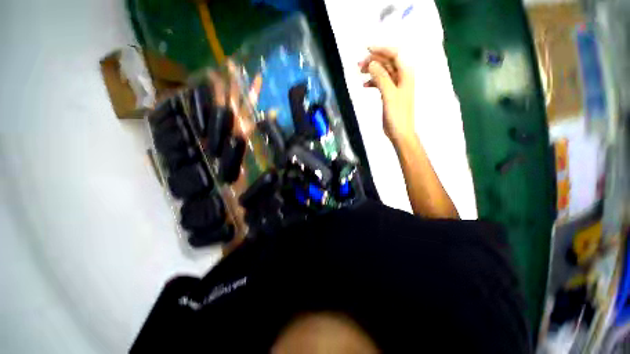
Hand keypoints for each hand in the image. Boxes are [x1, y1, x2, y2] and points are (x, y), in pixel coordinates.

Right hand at [359, 47, 414, 144]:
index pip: (394, 54)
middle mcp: (402, 77)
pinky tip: (365, 85)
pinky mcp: (390, 94)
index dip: (381, 49)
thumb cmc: (397, 115)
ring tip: (359, 73)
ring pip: (383, 72)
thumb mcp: (389, 95)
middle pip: (387, 63)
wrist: (400, 132)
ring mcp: (396, 86)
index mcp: (406, 74)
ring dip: (371, 71)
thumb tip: (371, 63)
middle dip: (373, 60)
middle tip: (358, 65)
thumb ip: (381, 78)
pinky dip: (373, 82)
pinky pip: (381, 83)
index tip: (366, 49)